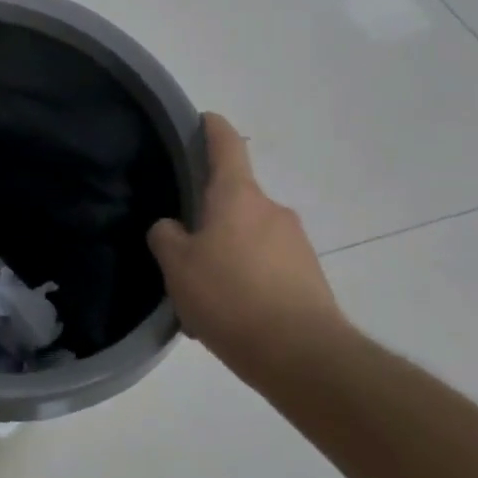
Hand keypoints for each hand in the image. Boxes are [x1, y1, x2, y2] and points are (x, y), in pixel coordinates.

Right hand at [147, 113, 347, 384]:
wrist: (305, 357)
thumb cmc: (231, 297)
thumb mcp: (177, 266)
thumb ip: (166, 236)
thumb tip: (173, 228)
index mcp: (238, 196)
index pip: (226, 145)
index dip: (212, 128)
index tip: (203, 119)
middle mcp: (272, 210)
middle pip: (234, 199)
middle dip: (210, 217)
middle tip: (182, 248)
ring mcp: (296, 244)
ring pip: (249, 238)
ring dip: (227, 255)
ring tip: (203, 295)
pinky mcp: (310, 278)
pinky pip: (268, 268)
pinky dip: (247, 281)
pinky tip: (230, 317)